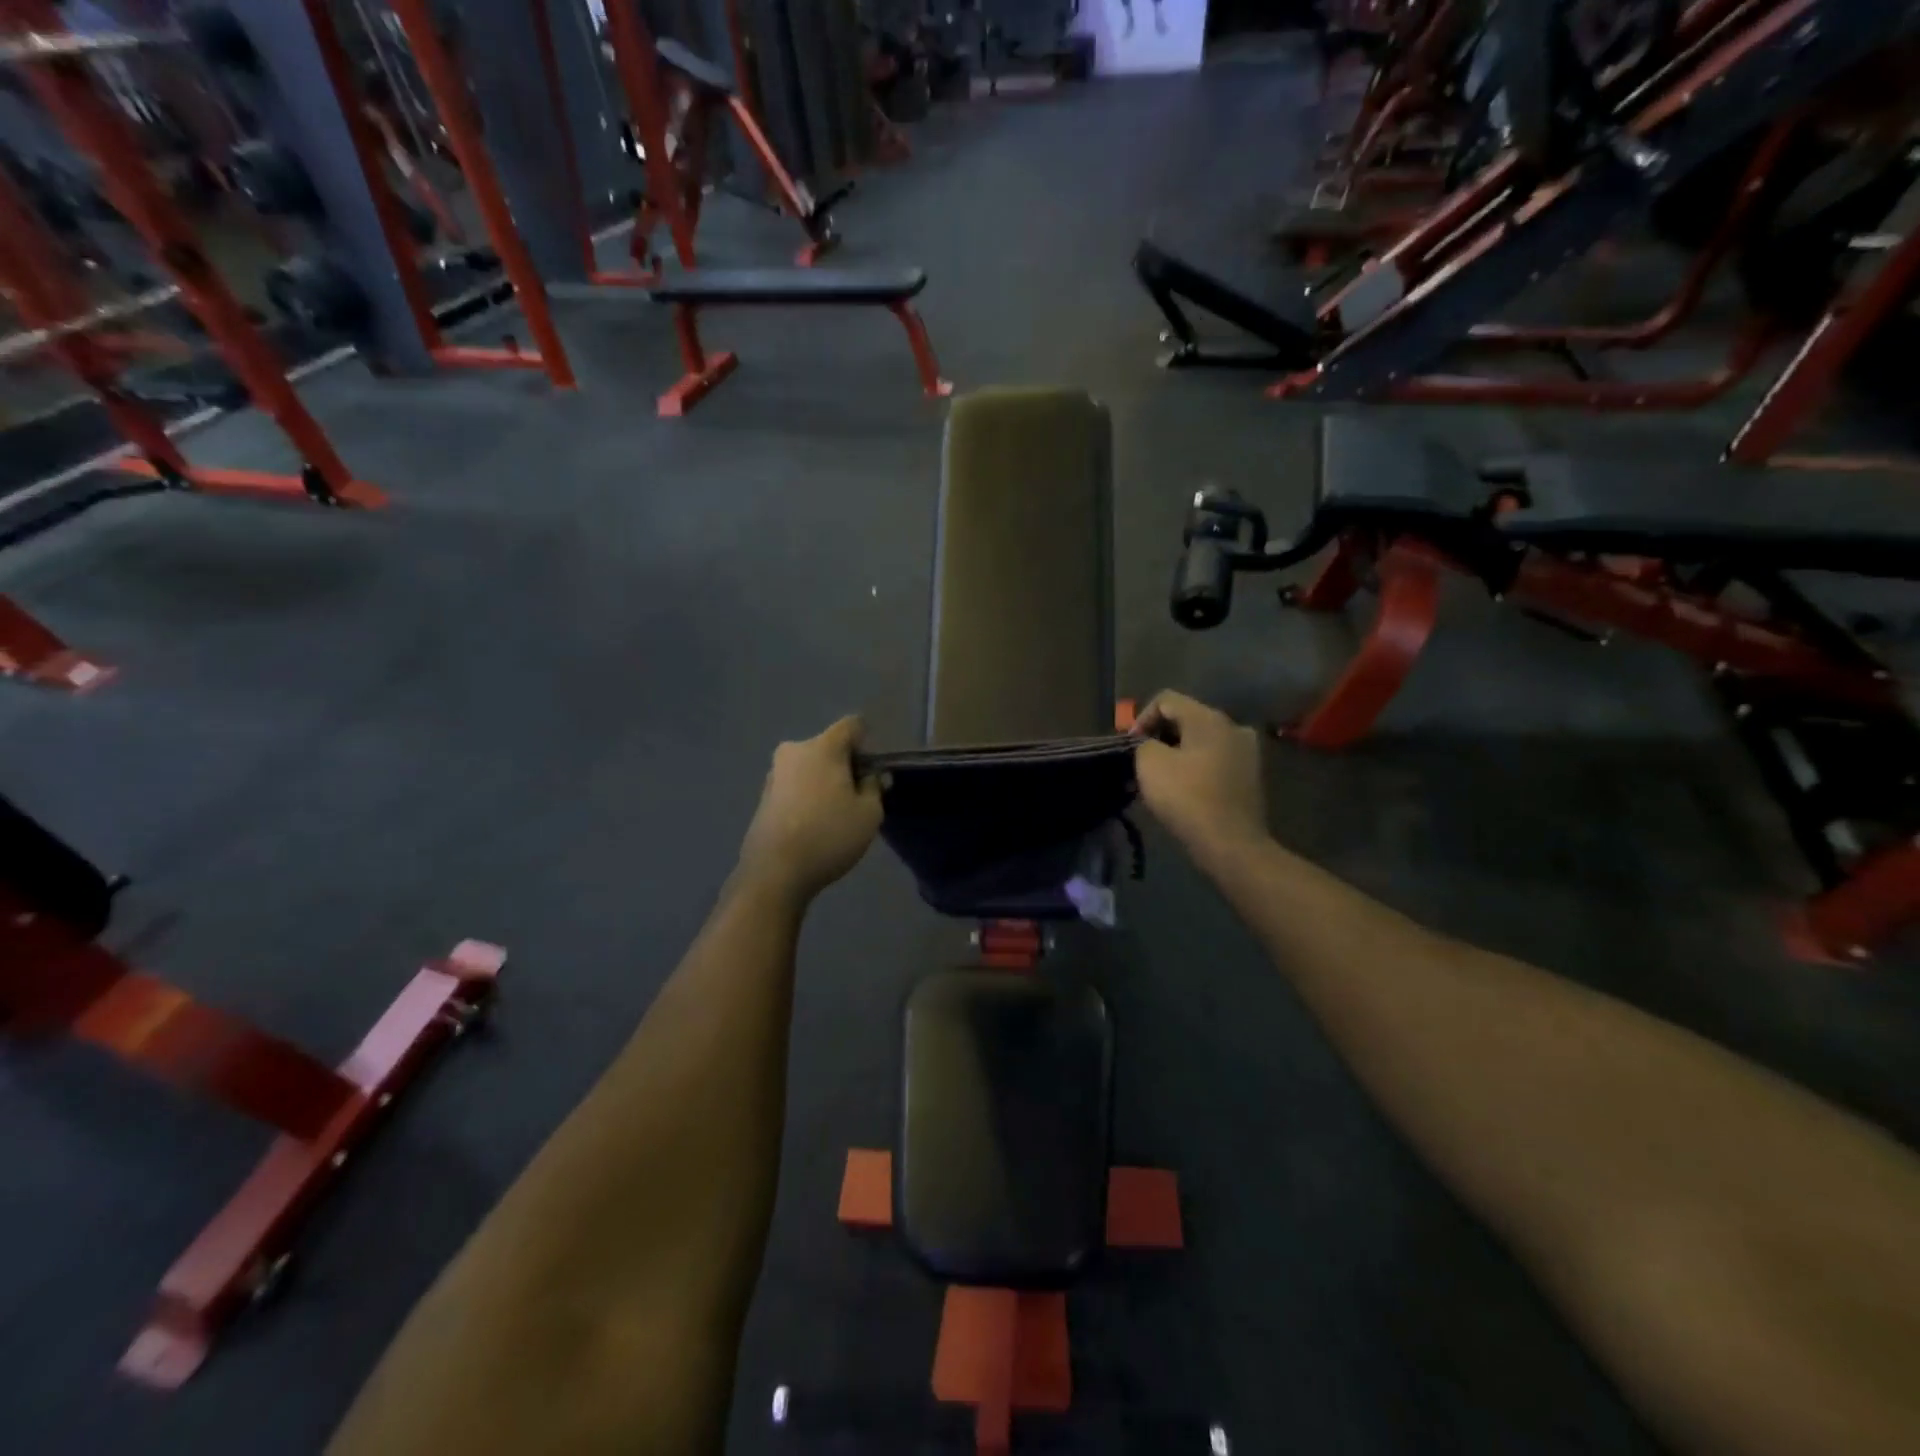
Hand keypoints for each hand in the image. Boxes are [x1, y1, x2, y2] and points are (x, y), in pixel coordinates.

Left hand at [737, 716, 883, 902]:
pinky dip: (808, 796)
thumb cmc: (829, 835)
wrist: (774, 872)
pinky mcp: (764, 797)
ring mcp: (774, 774)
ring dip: (825, 782)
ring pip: (810, 767)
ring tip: (836, 815)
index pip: (852, 725)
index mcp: (822, 747)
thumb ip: (875, 787)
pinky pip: (795, 786)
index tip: (872, 772)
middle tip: (859, 797)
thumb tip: (871, 776)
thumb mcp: (869, 814)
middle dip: (846, 765)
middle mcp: (794, 751)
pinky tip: (814, 825)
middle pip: (829, 747)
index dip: (867, 743)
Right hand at [1133, 692, 1267, 859]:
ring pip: (1202, 741)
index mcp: (1209, 718)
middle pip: (1187, 719)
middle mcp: (1233, 727)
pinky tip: (1184, 788)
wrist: (1230, 843)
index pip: (1167, 700)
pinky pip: (1216, 761)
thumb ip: (1144, 743)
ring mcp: (1247, 752)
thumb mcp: (1149, 763)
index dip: (1142, 718)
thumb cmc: (1187, 797)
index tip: (1130, 746)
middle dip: (1161, 735)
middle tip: (1142, 760)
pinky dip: (1197, 768)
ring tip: (1161, 776)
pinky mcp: (1251, 777)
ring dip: (1179, 753)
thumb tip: (1151, 745)